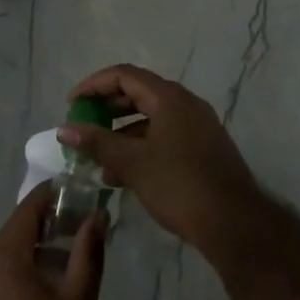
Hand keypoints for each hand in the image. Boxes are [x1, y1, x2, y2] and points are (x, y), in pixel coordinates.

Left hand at [0, 184, 103, 299]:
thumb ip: (88, 253)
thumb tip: (98, 215)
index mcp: (4, 257)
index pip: (29, 208)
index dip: (55, 194)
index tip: (83, 189)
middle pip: (19, 228)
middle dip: (52, 220)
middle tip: (87, 219)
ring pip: (14, 252)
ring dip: (43, 245)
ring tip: (78, 248)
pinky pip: (7, 274)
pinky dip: (31, 266)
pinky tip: (58, 280)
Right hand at [59, 63, 259, 251]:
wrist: (235, 224)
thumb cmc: (179, 185)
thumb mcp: (132, 163)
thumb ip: (96, 142)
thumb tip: (63, 129)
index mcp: (169, 97)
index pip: (123, 75)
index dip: (93, 85)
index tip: (71, 105)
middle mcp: (185, 104)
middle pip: (137, 94)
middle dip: (105, 109)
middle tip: (82, 127)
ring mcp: (197, 127)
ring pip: (150, 119)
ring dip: (121, 133)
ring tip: (97, 158)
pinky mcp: (202, 149)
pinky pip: (163, 137)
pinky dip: (140, 147)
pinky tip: (122, 175)